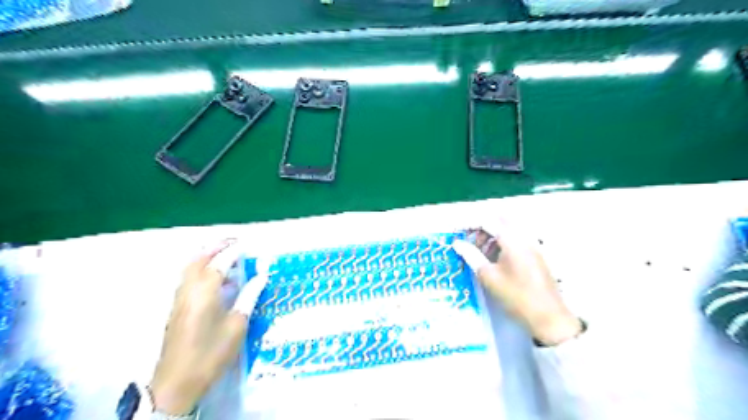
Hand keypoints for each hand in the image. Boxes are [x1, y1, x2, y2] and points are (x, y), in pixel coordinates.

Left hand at [149, 241, 269, 414]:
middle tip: (234, 242)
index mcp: (205, 292)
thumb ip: (248, 296)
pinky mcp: (177, 308)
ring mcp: (180, 298)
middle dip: (216, 247)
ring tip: (226, 256)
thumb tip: (260, 276)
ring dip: (207, 257)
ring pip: (190, 268)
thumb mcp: (237, 324)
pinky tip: (216, 279)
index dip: (234, 251)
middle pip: (199, 259)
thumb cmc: (212, 352)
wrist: (177, 382)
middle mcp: (189, 290)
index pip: (220, 263)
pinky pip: (188, 279)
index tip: (247, 244)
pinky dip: (201, 269)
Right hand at [453, 223, 580, 344]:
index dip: (469, 223)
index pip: (487, 221)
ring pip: (507, 231)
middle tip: (468, 242)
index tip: (457, 231)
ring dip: (491, 236)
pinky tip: (493, 259)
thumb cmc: (516, 296)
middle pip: (499, 222)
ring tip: (478, 252)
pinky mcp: (535, 255)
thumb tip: (457, 243)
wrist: (548, 317)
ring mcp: (532, 245)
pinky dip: (501, 244)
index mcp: (512, 239)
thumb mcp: (488, 276)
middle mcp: (524, 237)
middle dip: (481, 228)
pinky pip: (515, 240)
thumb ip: (471, 255)